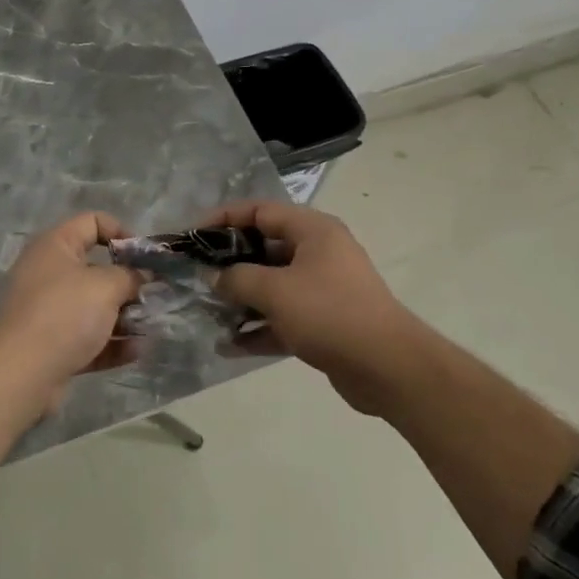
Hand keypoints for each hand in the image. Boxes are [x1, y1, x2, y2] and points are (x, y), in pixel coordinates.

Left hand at [0, 212, 144, 409]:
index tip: (146, 257)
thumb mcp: (106, 286)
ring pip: (94, 307)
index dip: (122, 233)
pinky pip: (88, 338)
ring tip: (152, 326)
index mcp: (55, 247)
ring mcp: (48, 312)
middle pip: (96, 269)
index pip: (92, 223)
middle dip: (128, 283)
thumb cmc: (64, 314)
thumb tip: (142, 275)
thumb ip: (130, 276)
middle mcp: (48, 274)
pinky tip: (137, 351)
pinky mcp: (52, 346)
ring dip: (124, 316)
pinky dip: (112, 344)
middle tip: (154, 295)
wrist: (20, 373)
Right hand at [200, 201, 421, 412]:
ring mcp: (322, 289)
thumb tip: (214, 277)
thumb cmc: (329, 313)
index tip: (192, 236)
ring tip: (206, 312)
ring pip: (271, 286)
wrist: (387, 367)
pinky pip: (282, 318)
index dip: (223, 219)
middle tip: (195, 277)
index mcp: (313, 231)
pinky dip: (258, 328)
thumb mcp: (275, 290)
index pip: (260, 211)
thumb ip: (237, 279)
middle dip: (228, 264)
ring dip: (240, 299)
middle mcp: (318, 253)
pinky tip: (227, 345)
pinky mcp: (323, 323)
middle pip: (264, 249)